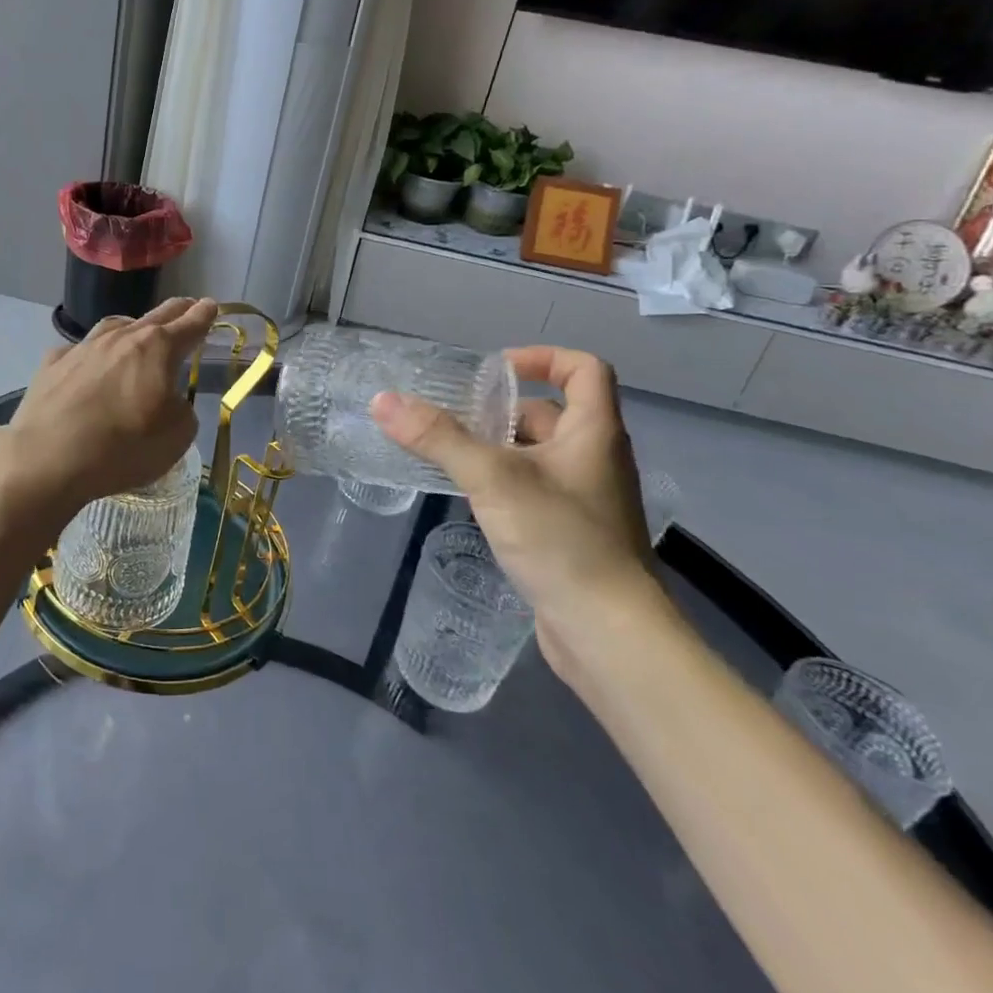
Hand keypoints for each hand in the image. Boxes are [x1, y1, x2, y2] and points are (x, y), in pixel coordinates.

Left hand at [2, 297, 217, 513]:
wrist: (49, 457)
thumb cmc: (124, 446)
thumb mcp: (177, 436)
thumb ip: (182, 410)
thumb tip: (168, 400)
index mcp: (157, 348)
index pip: (189, 325)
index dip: (204, 315)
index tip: (211, 305)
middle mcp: (121, 338)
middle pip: (155, 316)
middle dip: (175, 310)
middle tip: (186, 306)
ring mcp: (83, 347)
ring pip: (114, 327)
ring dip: (132, 327)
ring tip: (137, 332)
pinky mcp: (52, 365)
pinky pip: (79, 352)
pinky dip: (91, 356)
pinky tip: (88, 367)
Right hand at [371, 346, 658, 664]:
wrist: (609, 634)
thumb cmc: (561, 540)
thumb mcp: (493, 479)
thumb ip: (438, 438)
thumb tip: (383, 400)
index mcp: (594, 432)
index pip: (584, 369)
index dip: (542, 358)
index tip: (494, 370)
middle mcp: (595, 458)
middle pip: (550, 413)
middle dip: (501, 410)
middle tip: (452, 416)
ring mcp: (585, 499)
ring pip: (537, 454)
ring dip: (497, 447)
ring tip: (448, 453)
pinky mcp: (571, 533)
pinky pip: (534, 489)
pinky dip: (503, 482)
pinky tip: (470, 497)